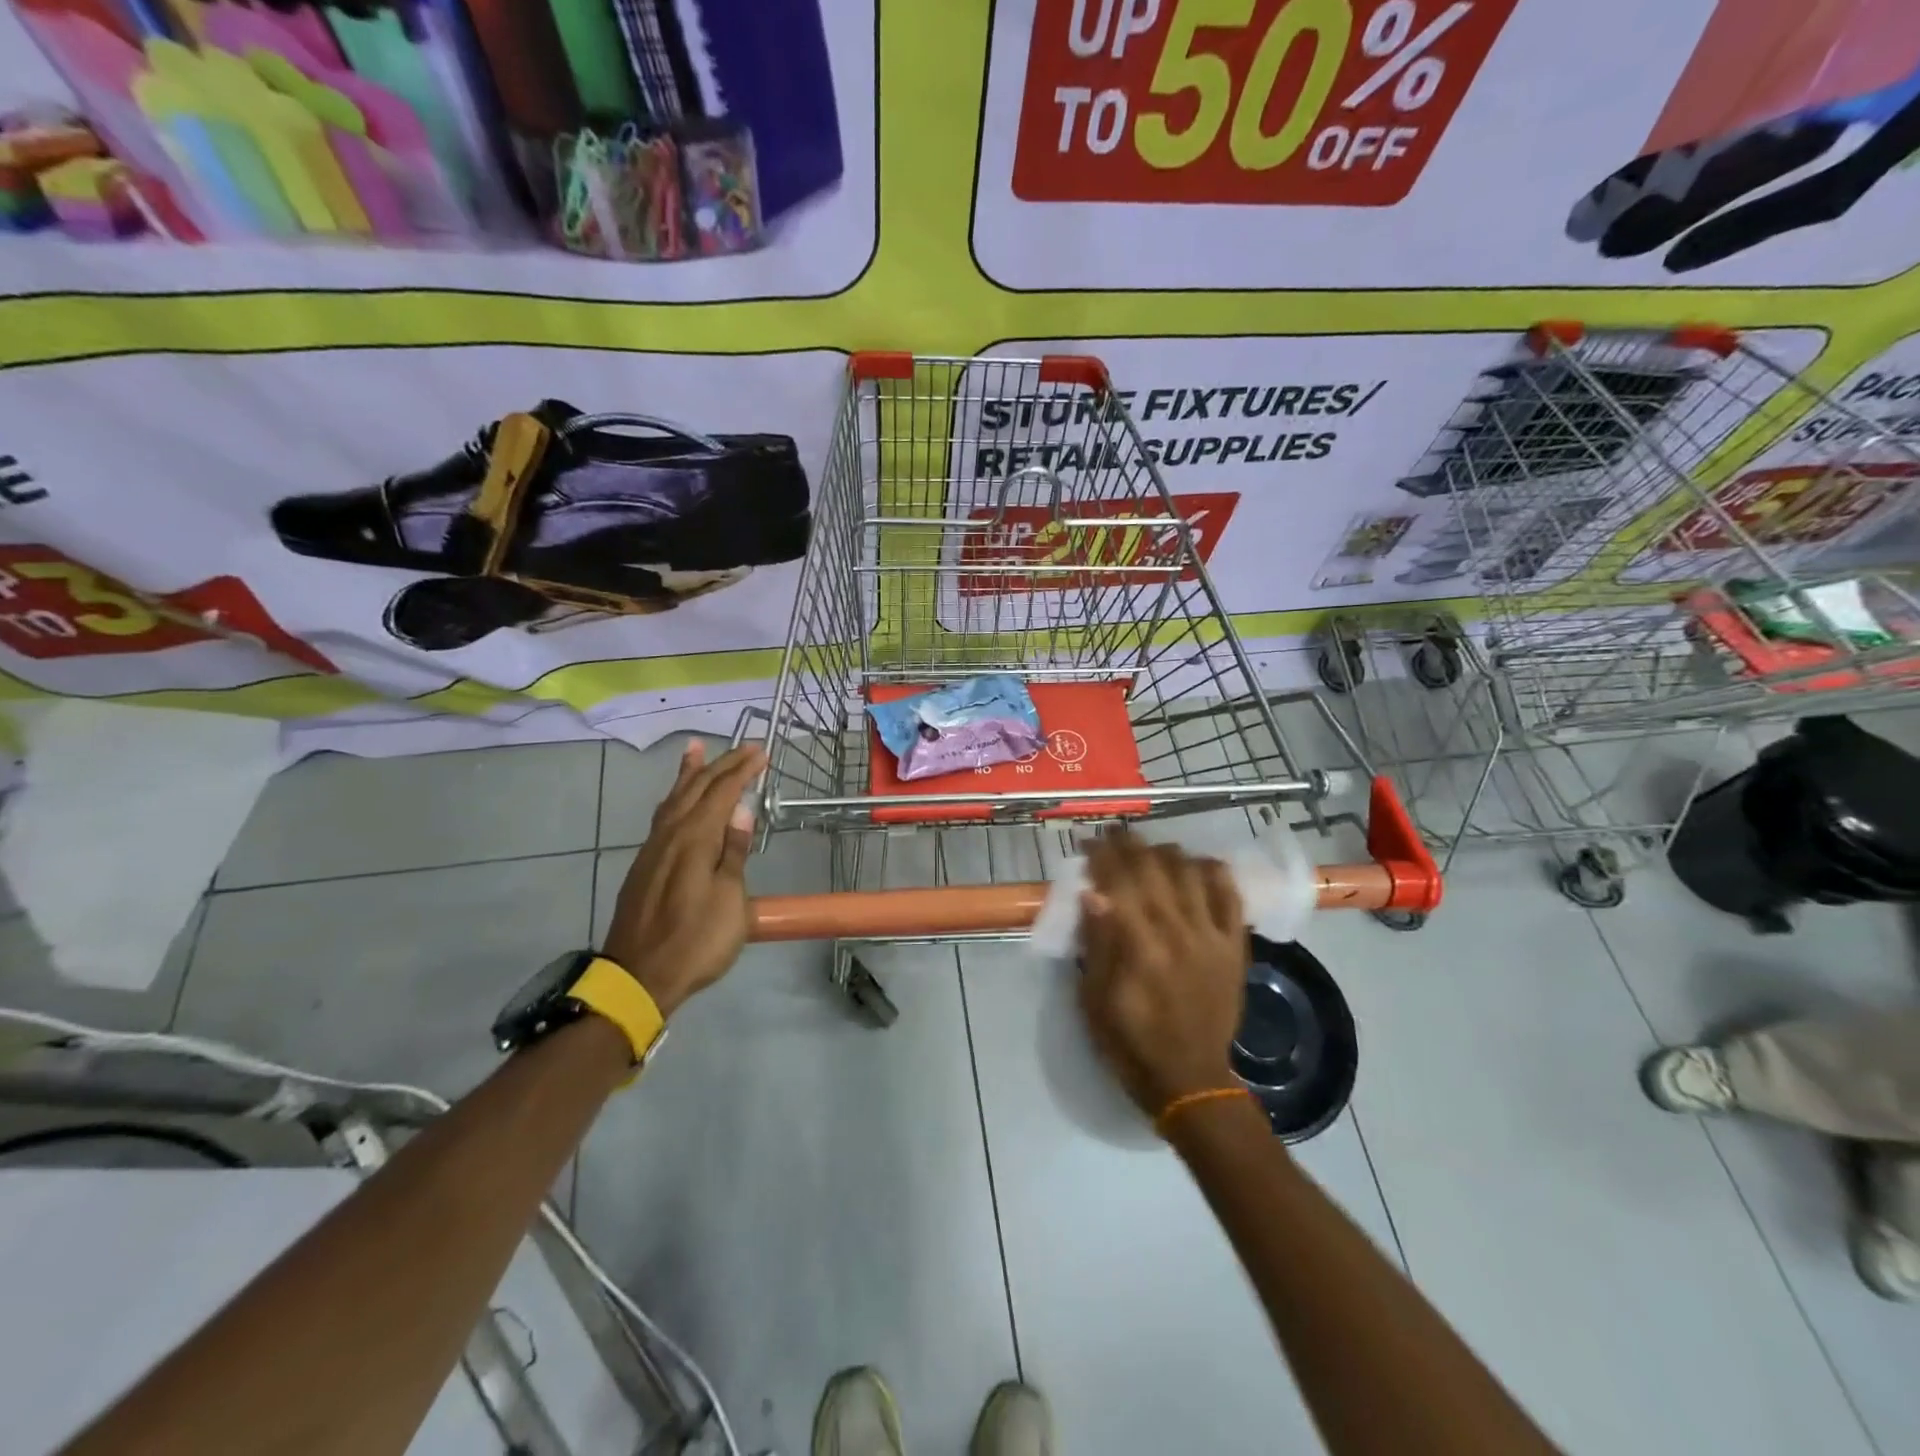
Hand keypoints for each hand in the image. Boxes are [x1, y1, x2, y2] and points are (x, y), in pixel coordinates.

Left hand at [603, 739, 765, 1017]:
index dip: (743, 770)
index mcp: (695, 838)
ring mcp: (653, 849)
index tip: (763, 753)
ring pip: (674, 798)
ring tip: (695, 749)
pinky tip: (678, 800)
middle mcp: (670, 834)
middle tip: (744, 747)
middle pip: (696, 788)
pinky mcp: (644, 865)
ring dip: (689, 773)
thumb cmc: (696, 941)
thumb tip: (741, 811)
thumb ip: (733, 852)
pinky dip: (675, 796)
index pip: (722, 792)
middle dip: (721, 764)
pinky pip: (663, 815)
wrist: (638, 977)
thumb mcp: (730, 900)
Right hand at [1078, 832, 1247, 1119]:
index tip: (1087, 843)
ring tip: (1147, 850)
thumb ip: (1097, 944)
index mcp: (1140, 947)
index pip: (1119, 882)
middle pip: (1153, 868)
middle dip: (1129, 844)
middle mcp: (1179, 931)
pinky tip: (1195, 863)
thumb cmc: (1131, 1043)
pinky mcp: (1234, 945)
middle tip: (1112, 835)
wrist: (1191, 1080)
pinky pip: (1229, 894)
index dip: (1102, 856)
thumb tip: (1092, 893)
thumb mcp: (1095, 1000)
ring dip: (1165, 852)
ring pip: (1190, 872)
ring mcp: (1212, 936)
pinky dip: (1213, 871)